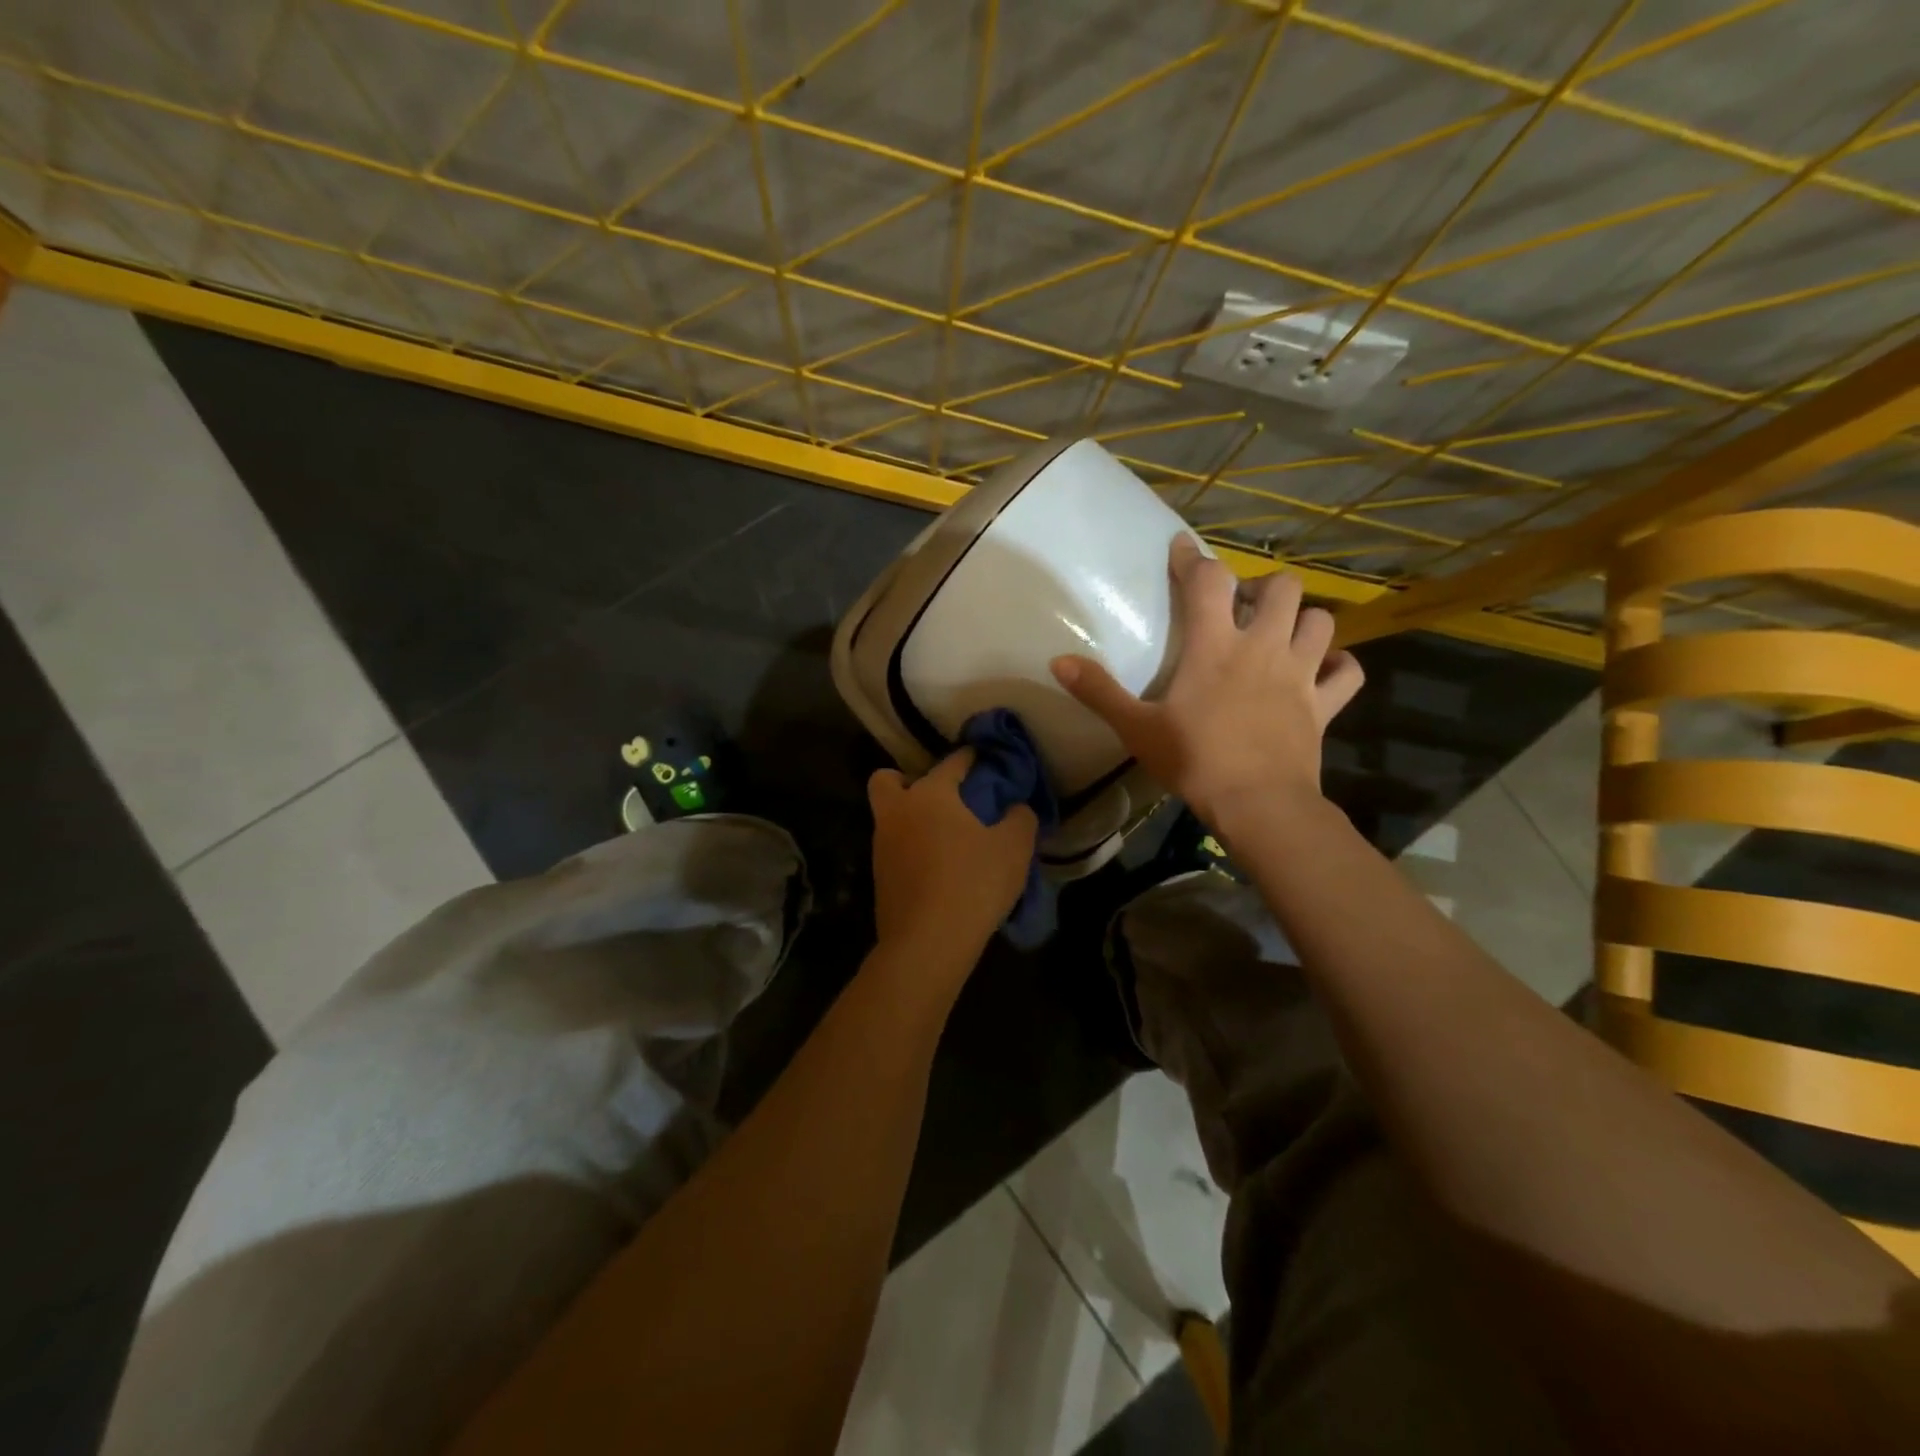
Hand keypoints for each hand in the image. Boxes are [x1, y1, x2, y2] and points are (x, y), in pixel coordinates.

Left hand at [868, 750, 1037, 973]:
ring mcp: (882, 846)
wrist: (927, 943)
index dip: (973, 757)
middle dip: (910, 780)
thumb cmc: (973, 883)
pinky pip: (894, 849)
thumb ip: (1020, 818)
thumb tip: (1016, 808)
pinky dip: (911, 849)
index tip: (986, 758)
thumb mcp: (1014, 847)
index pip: (953, 762)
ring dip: (912, 818)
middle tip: (942, 798)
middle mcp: (898, 812)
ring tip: (947, 837)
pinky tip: (938, 866)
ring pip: (890, 816)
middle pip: (889, 780)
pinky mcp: (879, 877)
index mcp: (930, 794)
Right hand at [1049, 535, 1363, 831]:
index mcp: (1216, 646)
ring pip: (1321, 621)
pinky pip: (1348, 673)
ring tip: (1281, 635)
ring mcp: (1301, 674)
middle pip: (1282, 587)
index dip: (1193, 558)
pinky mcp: (1324, 705)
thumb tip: (1057, 661)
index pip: (1208, 581)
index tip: (1181, 548)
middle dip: (1263, 588)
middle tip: (1243, 609)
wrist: (1257, 804)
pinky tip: (1323, 671)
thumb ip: (1099, 691)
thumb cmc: (1194, 760)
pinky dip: (1339, 667)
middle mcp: (1264, 646)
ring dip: (1302, 620)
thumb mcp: (1136, 728)